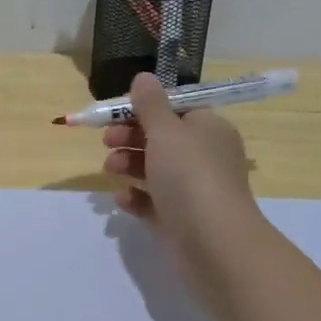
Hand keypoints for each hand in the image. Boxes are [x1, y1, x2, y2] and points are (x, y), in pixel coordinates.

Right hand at [103, 73, 262, 298]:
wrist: (214, 242)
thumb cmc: (190, 175)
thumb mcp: (166, 131)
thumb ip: (150, 104)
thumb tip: (143, 77)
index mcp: (208, 129)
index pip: (176, 109)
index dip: (145, 108)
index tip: (117, 112)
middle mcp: (203, 156)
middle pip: (161, 138)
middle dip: (130, 137)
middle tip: (107, 140)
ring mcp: (192, 189)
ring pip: (154, 169)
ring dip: (128, 164)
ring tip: (111, 169)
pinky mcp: (179, 219)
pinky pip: (152, 201)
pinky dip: (136, 197)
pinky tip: (124, 198)